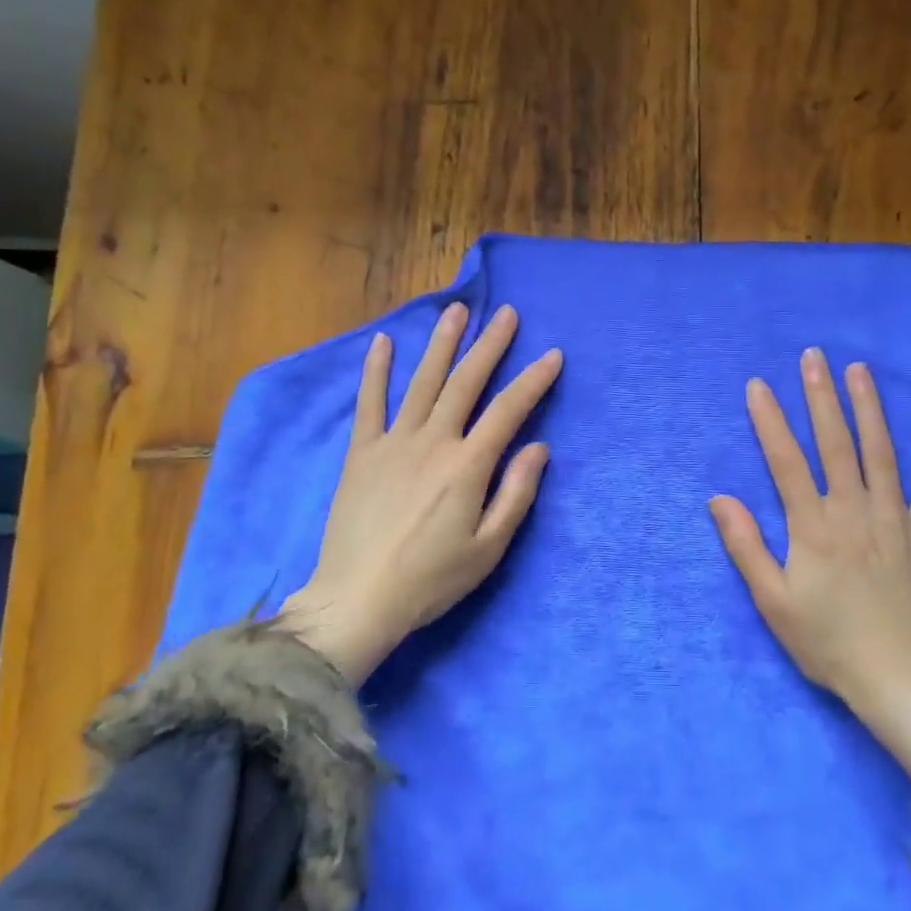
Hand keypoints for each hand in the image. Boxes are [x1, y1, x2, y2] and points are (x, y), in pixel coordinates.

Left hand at [279, 302, 562, 682]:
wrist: (357, 599)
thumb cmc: (430, 580)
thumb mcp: (488, 548)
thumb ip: (516, 494)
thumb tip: (539, 447)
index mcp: (467, 466)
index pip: (508, 411)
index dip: (533, 380)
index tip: (552, 355)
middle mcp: (432, 442)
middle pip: (466, 383)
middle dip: (490, 345)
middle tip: (507, 314)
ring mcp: (393, 442)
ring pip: (422, 382)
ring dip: (442, 344)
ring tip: (456, 311)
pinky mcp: (362, 452)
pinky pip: (369, 403)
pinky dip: (376, 370)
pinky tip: (383, 342)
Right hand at [709, 348, 910, 784]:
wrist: (900, 680)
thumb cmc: (828, 642)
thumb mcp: (772, 602)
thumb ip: (746, 547)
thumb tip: (720, 499)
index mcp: (813, 527)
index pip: (786, 461)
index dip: (770, 421)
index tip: (757, 385)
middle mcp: (854, 511)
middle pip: (835, 443)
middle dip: (821, 396)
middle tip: (813, 356)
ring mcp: (895, 520)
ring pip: (881, 453)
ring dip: (868, 408)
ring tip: (859, 369)